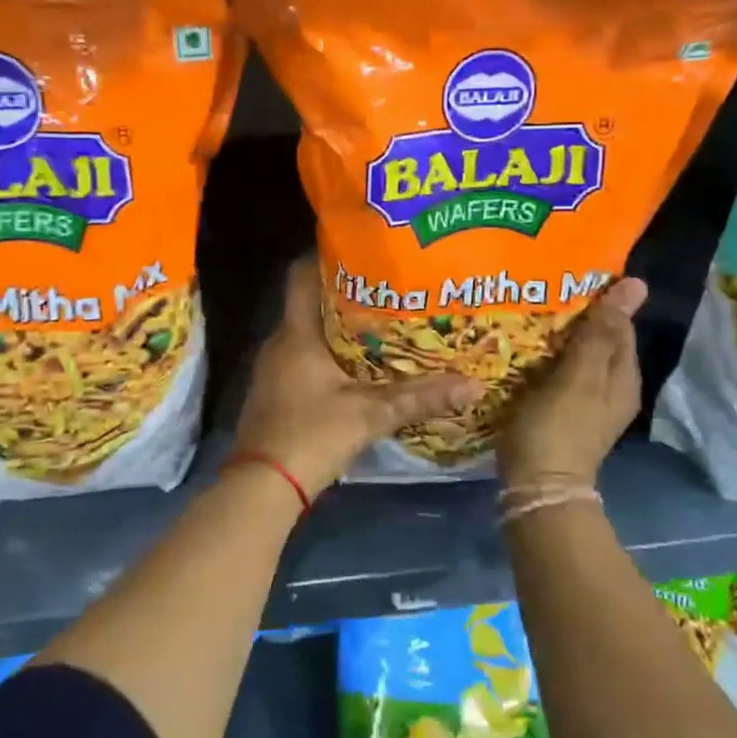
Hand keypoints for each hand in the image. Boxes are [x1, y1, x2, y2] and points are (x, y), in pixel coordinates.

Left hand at [233, 257, 483, 498]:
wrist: (262, 487)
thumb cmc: (312, 435)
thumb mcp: (370, 415)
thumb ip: (420, 398)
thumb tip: (474, 385)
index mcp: (296, 334)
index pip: (301, 276)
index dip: (326, 257)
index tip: (361, 250)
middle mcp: (279, 342)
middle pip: (310, 303)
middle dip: (345, 294)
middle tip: (386, 288)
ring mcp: (273, 368)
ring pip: (307, 333)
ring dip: (338, 327)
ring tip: (380, 323)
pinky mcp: (275, 391)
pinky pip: (303, 357)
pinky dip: (327, 354)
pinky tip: (356, 366)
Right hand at [497, 277, 646, 494]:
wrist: (536, 489)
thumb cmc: (558, 427)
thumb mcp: (580, 376)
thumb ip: (602, 331)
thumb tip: (637, 284)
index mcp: (623, 377)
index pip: (618, 324)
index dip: (596, 300)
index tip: (563, 280)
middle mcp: (611, 388)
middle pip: (597, 339)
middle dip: (573, 316)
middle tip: (538, 294)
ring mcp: (586, 403)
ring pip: (576, 355)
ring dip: (556, 337)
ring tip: (527, 313)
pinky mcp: (562, 413)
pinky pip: (558, 373)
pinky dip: (544, 359)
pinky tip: (523, 349)